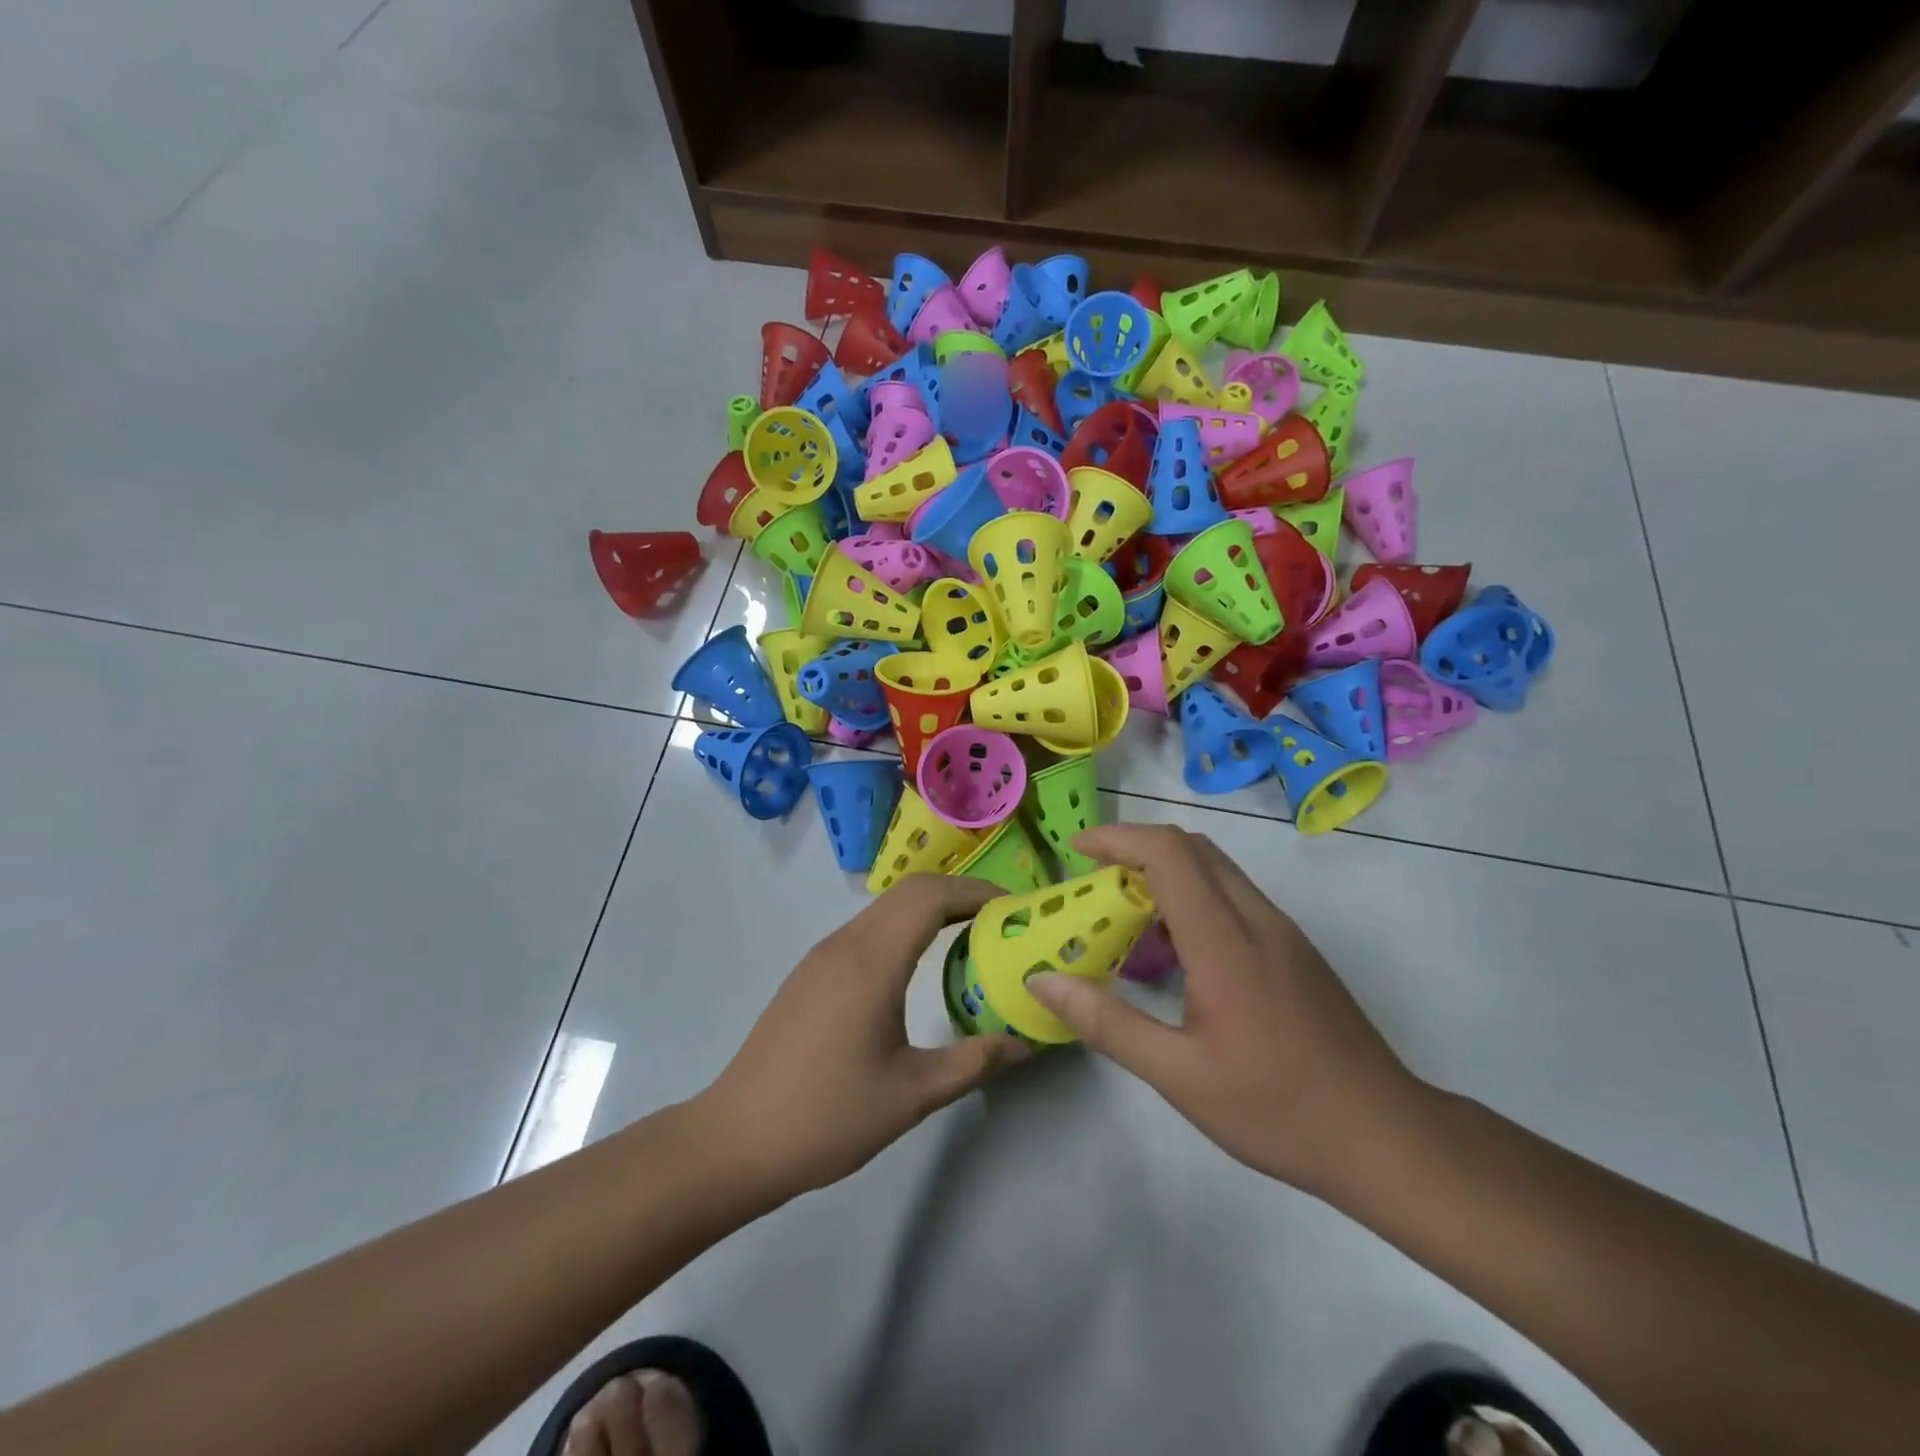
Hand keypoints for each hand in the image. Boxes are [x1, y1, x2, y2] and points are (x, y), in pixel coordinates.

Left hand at [695, 874, 1026, 1203]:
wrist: (737, 1139)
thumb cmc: (828, 1115)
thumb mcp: (912, 1094)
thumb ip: (973, 1062)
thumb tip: (1023, 1043)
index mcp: (871, 960)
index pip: (931, 896)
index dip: (977, 891)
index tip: (1015, 909)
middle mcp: (845, 944)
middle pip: (910, 892)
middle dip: (960, 896)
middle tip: (1002, 923)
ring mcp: (823, 956)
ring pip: (886, 910)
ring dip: (931, 911)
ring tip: (971, 938)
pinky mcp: (811, 974)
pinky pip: (868, 930)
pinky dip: (905, 929)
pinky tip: (920, 966)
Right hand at [1027, 823, 1429, 1196]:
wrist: (1388, 1139)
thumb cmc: (1277, 1109)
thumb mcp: (1179, 1076)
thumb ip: (1107, 1022)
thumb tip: (1043, 981)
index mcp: (1226, 942)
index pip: (1168, 854)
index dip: (1118, 838)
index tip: (1076, 849)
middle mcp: (1258, 919)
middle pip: (1193, 848)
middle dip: (1135, 847)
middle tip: (1094, 880)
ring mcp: (1283, 932)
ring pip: (1217, 869)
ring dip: (1165, 870)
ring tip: (1126, 913)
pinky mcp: (1296, 950)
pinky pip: (1234, 896)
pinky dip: (1192, 895)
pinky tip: (1176, 949)